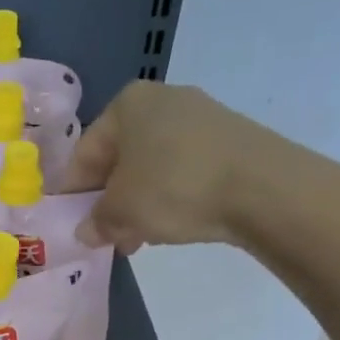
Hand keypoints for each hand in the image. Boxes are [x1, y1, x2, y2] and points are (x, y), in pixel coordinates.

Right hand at [67, 81, 301, 251]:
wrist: (264, 188)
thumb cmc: (174, 187)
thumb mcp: (121, 211)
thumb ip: (96, 221)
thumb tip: (86, 231)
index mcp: (127, 104)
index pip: (85, 152)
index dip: (75, 192)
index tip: (75, 224)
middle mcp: (163, 100)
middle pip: (121, 158)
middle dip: (112, 200)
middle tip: (109, 236)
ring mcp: (201, 117)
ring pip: (153, 167)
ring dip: (141, 203)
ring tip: (141, 239)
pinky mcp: (231, 139)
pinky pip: (185, 169)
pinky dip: (173, 196)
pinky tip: (175, 224)